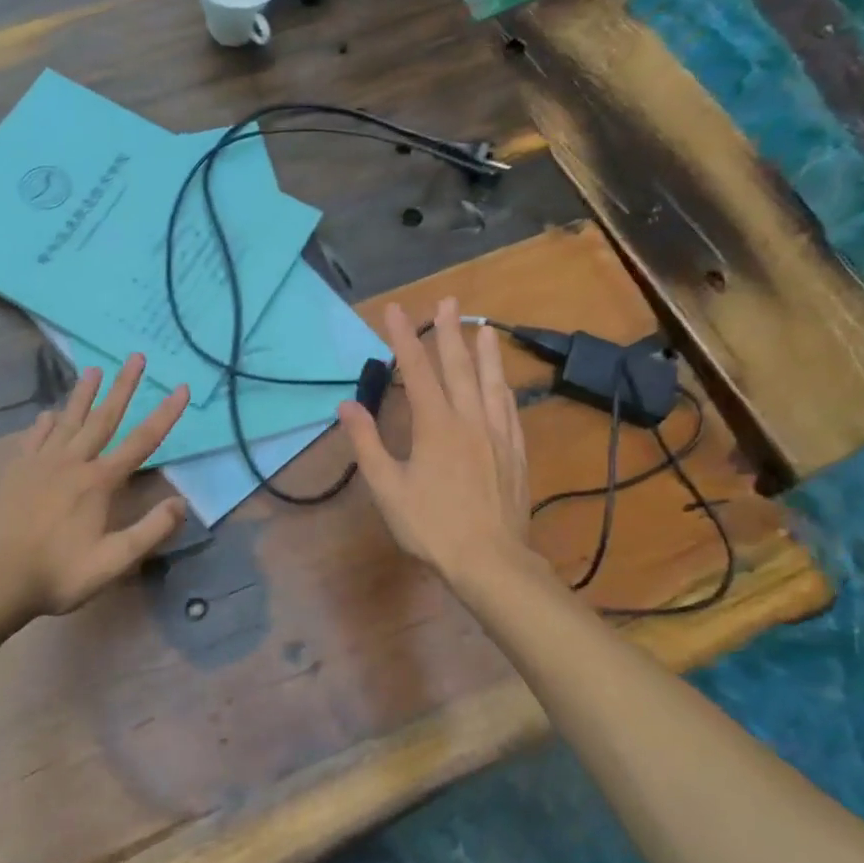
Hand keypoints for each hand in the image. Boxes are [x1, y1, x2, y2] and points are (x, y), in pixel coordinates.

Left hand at [0, 355, 189, 619]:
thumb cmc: (59, 573)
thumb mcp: (114, 561)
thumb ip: (151, 531)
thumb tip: (182, 503)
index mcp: (99, 482)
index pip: (142, 441)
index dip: (165, 414)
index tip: (181, 387)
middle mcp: (73, 462)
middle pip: (104, 418)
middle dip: (123, 386)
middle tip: (136, 357)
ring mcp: (41, 464)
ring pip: (68, 420)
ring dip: (84, 394)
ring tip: (94, 369)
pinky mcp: (16, 472)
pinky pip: (35, 438)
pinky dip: (45, 424)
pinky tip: (48, 414)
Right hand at [338, 298, 532, 592]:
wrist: (491, 562)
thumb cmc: (432, 527)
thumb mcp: (388, 488)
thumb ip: (367, 444)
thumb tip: (348, 406)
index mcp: (436, 426)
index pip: (416, 371)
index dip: (404, 338)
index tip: (395, 309)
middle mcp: (470, 420)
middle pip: (459, 368)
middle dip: (450, 332)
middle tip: (450, 300)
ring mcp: (497, 436)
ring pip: (492, 384)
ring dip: (486, 353)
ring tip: (484, 328)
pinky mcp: (515, 454)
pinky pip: (510, 411)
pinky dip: (504, 389)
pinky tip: (505, 384)